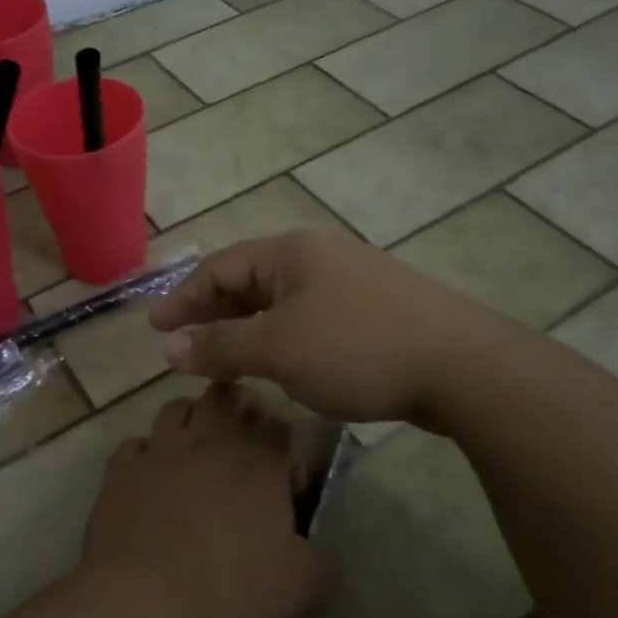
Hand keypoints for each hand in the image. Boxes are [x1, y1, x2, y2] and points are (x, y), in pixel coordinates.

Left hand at [82, 384, 328, 617]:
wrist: (145, 602)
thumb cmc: (232, 589)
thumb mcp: (301, 587)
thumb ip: (322, 561)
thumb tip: (324, 553)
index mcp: (259, 460)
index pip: (280, 426)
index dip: (286, 445)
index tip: (286, 480)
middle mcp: (209, 441)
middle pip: (225, 397)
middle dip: (237, 409)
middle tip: (241, 443)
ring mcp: (160, 451)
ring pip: (176, 408)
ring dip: (190, 420)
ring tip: (195, 450)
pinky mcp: (121, 471)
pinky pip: (134, 445)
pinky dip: (146, 455)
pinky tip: (151, 479)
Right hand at [148, 229, 513, 427]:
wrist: (460, 365)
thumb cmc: (357, 348)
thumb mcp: (279, 348)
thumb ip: (221, 346)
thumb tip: (169, 347)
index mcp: (292, 252)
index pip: (221, 267)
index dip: (184, 298)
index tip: (156, 329)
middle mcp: (319, 257)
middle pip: (250, 280)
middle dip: (214, 313)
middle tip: (186, 347)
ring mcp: (351, 282)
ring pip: (282, 302)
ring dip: (248, 328)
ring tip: (226, 359)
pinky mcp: (374, 311)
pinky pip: (311, 318)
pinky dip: (283, 338)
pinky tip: (282, 363)